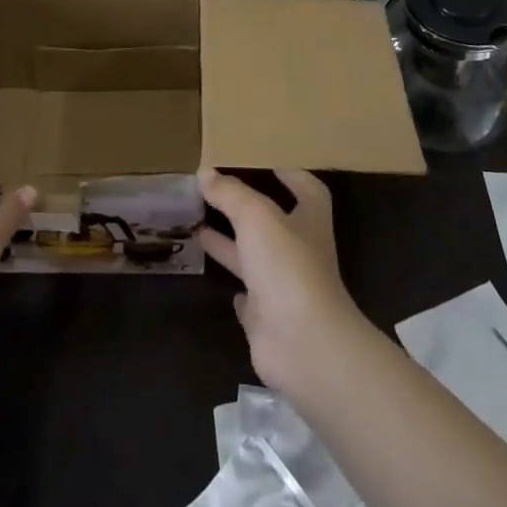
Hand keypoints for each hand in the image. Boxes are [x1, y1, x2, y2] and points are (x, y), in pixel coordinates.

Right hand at [197, 167, 362, 392]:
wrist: (302, 345)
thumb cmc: (287, 266)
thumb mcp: (256, 216)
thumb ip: (231, 193)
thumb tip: (205, 172)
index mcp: (308, 220)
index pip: (307, 189)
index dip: (291, 174)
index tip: (268, 161)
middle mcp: (299, 252)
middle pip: (273, 223)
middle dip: (247, 208)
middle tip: (216, 191)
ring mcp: (284, 288)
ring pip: (254, 258)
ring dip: (230, 243)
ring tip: (198, 225)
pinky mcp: (268, 320)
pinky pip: (249, 299)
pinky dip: (235, 288)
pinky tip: (214, 276)